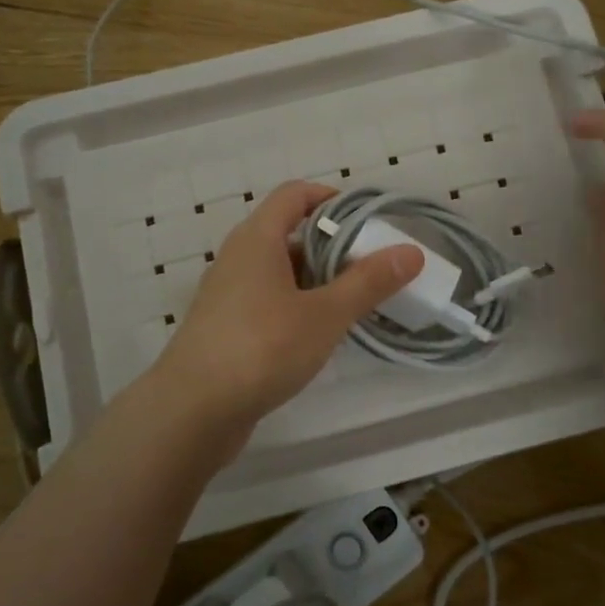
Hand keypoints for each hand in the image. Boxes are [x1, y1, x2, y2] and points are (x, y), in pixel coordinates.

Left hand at [145, 181, 421, 457]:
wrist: (192, 411)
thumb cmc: (261, 348)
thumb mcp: (324, 314)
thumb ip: (368, 282)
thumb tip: (412, 251)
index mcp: (258, 238)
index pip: (295, 194)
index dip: (331, 197)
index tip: (367, 219)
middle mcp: (239, 257)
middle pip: (290, 232)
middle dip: (333, 245)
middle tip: (372, 265)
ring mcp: (229, 293)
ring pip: (280, 271)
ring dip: (317, 279)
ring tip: (356, 301)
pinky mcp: (226, 326)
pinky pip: (269, 300)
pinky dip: (297, 305)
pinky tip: (321, 333)